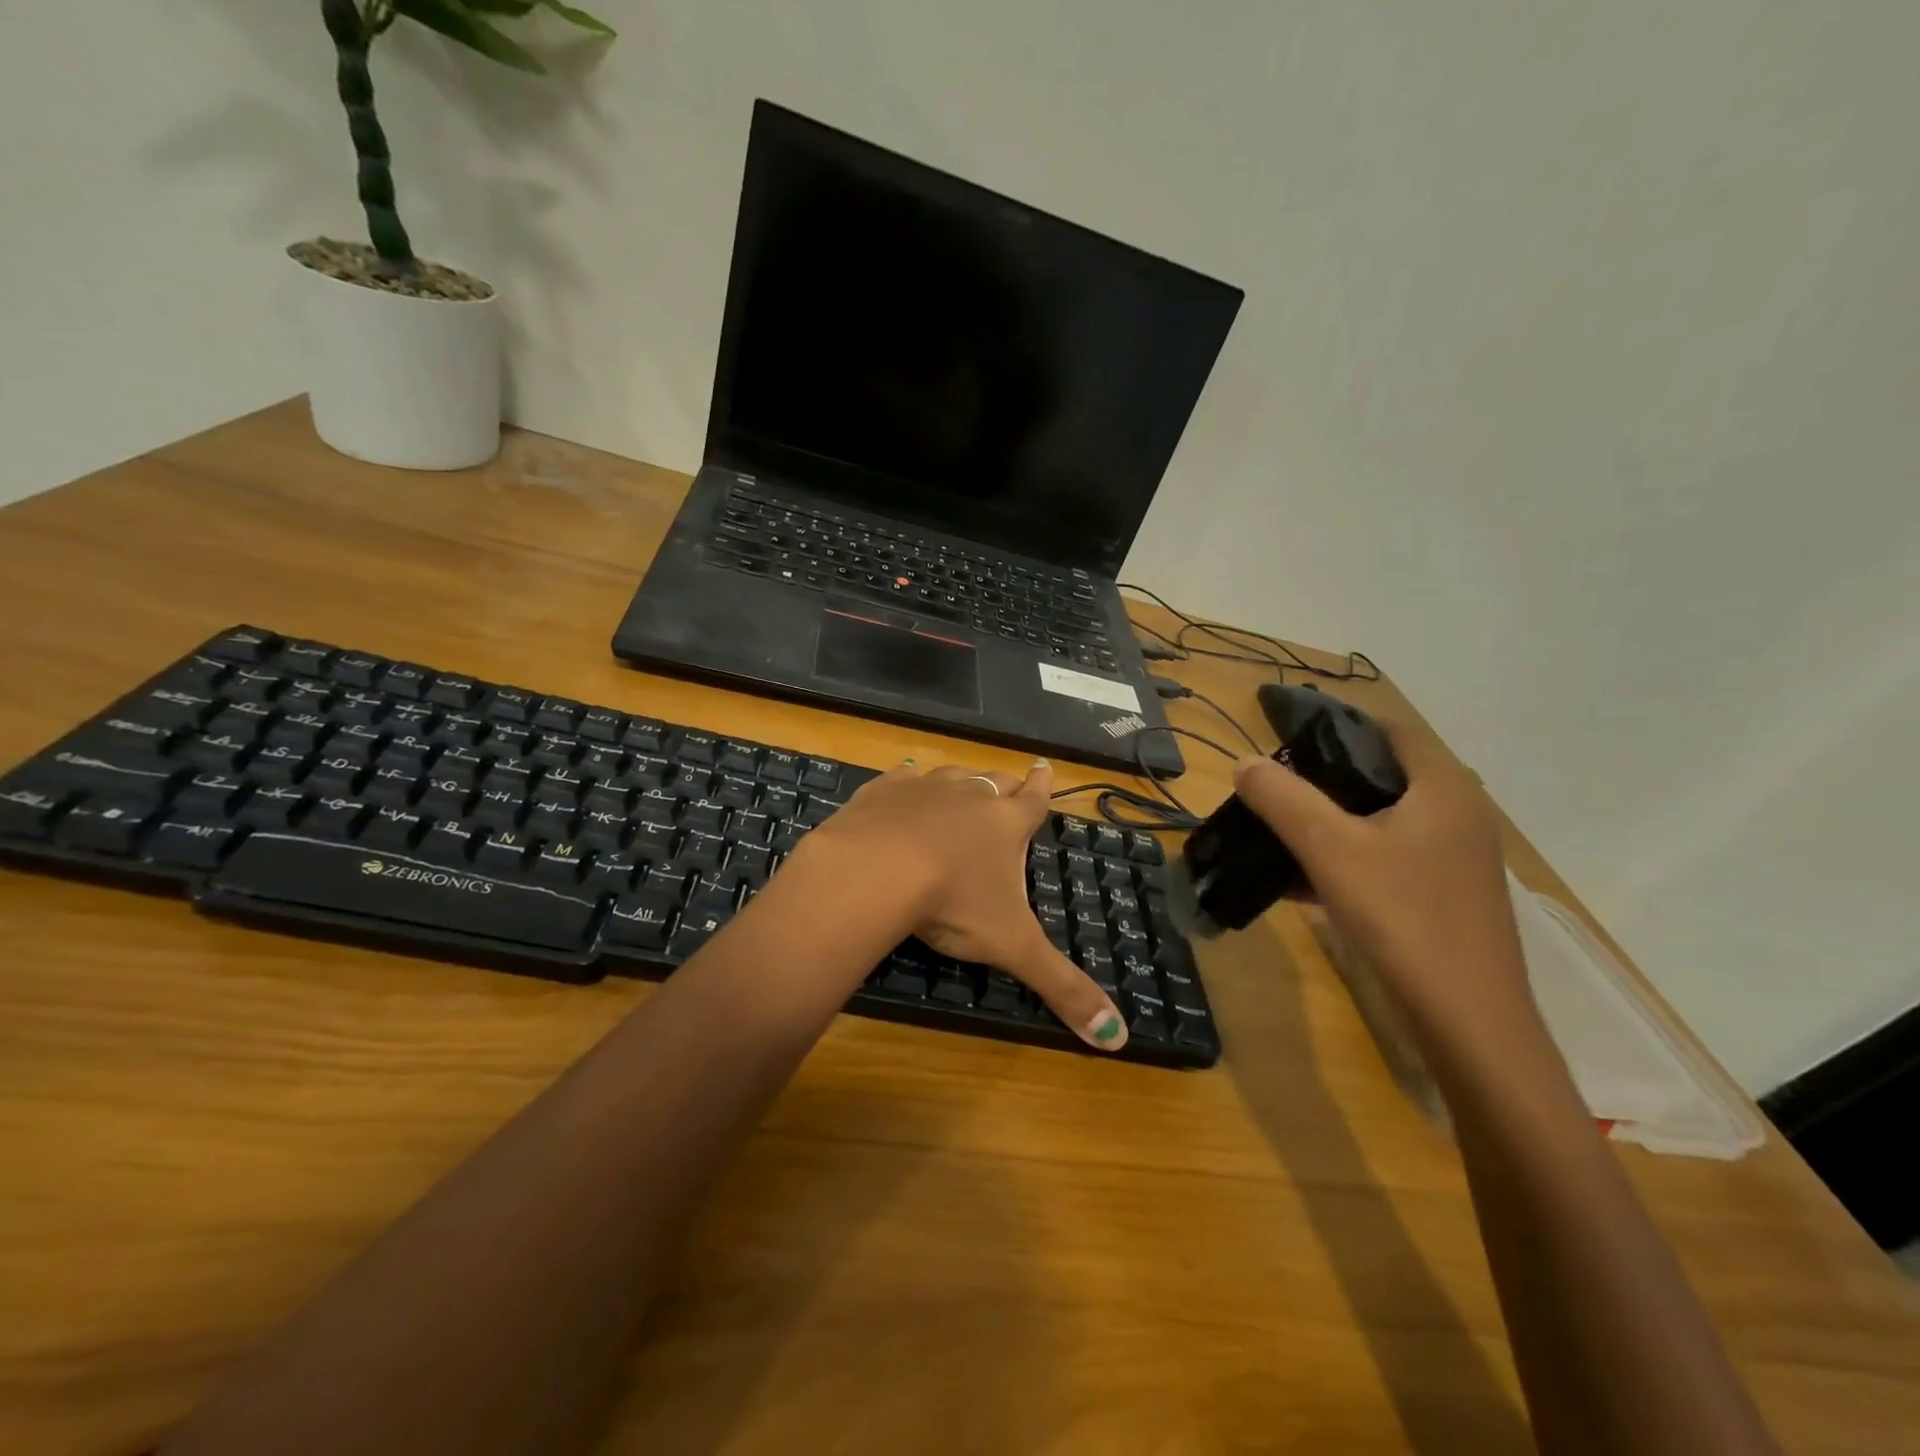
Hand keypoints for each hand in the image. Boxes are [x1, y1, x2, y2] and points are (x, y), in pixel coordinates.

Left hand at [797, 759, 1128, 1050]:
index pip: (1035, 798)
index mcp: (1006, 824)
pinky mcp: (882, 791)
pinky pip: (900, 778)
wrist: (875, 870)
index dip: (1043, 785)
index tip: (1044, 765)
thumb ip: (1063, 987)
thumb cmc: (954, 903)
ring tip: (961, 788)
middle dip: (1005, 785)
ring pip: (951, 775)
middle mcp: (970, 795)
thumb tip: (1119, 1039)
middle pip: (995, 782)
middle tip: (1009, 786)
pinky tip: (903, 780)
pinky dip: (907, 781)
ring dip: (960, 783)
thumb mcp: (1013, 947)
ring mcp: (924, 788)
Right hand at [1229, 711, 1535, 1038]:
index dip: (1337, 725)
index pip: (1389, 729)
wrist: (1469, 1022)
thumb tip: (1244, 761)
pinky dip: (1347, 859)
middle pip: (1381, 775)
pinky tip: (1301, 884)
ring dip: (1331, 823)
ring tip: (1278, 834)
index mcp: (1443, 787)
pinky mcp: (1446, 894)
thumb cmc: (1403, 917)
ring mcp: (1456, 857)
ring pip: (1381, 820)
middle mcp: (1458, 813)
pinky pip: (1387, 858)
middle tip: (1273, 790)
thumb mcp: (1329, 849)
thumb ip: (1282, 798)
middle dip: (1323, 779)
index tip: (1286, 739)